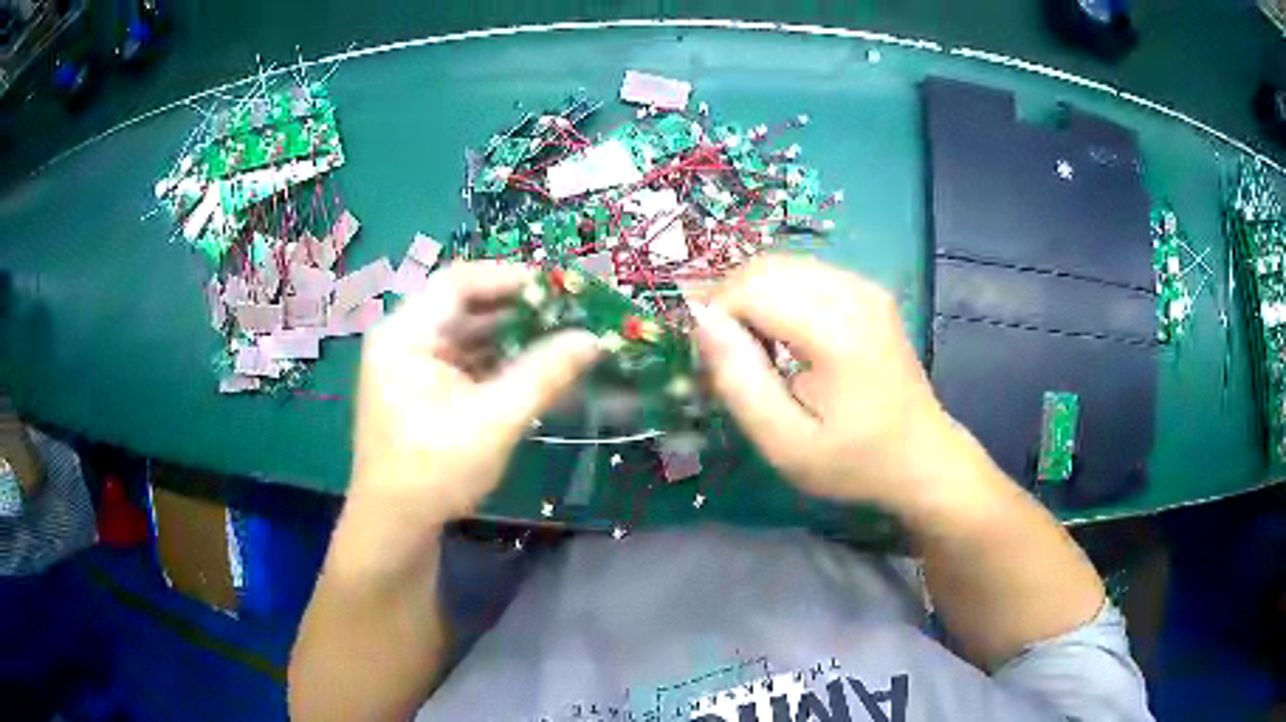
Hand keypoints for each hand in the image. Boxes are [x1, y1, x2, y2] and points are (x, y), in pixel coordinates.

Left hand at [344, 262, 599, 565]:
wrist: (396, 528)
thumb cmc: (433, 472)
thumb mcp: (493, 421)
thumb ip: (543, 376)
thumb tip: (594, 340)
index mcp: (405, 334)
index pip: (458, 282)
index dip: (510, 278)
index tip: (560, 290)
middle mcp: (404, 340)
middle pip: (464, 307)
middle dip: (518, 311)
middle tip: (570, 315)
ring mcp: (412, 367)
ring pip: (468, 336)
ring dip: (513, 339)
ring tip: (562, 340)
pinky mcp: (424, 391)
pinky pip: (466, 363)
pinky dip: (500, 365)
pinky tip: (537, 371)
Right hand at [696, 255, 971, 514]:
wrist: (921, 457)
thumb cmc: (853, 462)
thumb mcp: (785, 444)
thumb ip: (739, 382)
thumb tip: (702, 322)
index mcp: (837, 329)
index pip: (750, 289)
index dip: (716, 320)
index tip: (715, 367)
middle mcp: (853, 291)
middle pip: (764, 268)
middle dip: (731, 304)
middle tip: (730, 359)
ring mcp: (864, 285)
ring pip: (781, 265)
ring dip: (752, 299)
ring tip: (756, 351)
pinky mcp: (867, 290)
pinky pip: (803, 273)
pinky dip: (778, 296)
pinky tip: (785, 338)